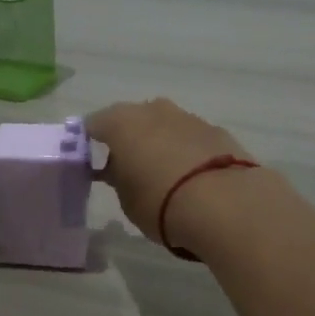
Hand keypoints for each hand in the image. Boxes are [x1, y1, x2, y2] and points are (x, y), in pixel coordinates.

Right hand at [85, 99, 254, 251]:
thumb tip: (120, 170)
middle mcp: (154, 110)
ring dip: (159, 144)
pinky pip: (190, 139)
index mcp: (122, 122)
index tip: (87, 162)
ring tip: (161, 175)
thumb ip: (118, 179)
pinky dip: (186, 152)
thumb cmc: (161, 203)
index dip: (88, 143)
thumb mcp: (127, 199)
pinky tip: (191, 178)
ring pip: (164, 126)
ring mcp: (189, 117)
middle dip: (127, 140)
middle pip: (132, 120)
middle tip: (125, 168)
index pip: (94, 125)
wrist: (226, 204)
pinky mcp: (218, 131)